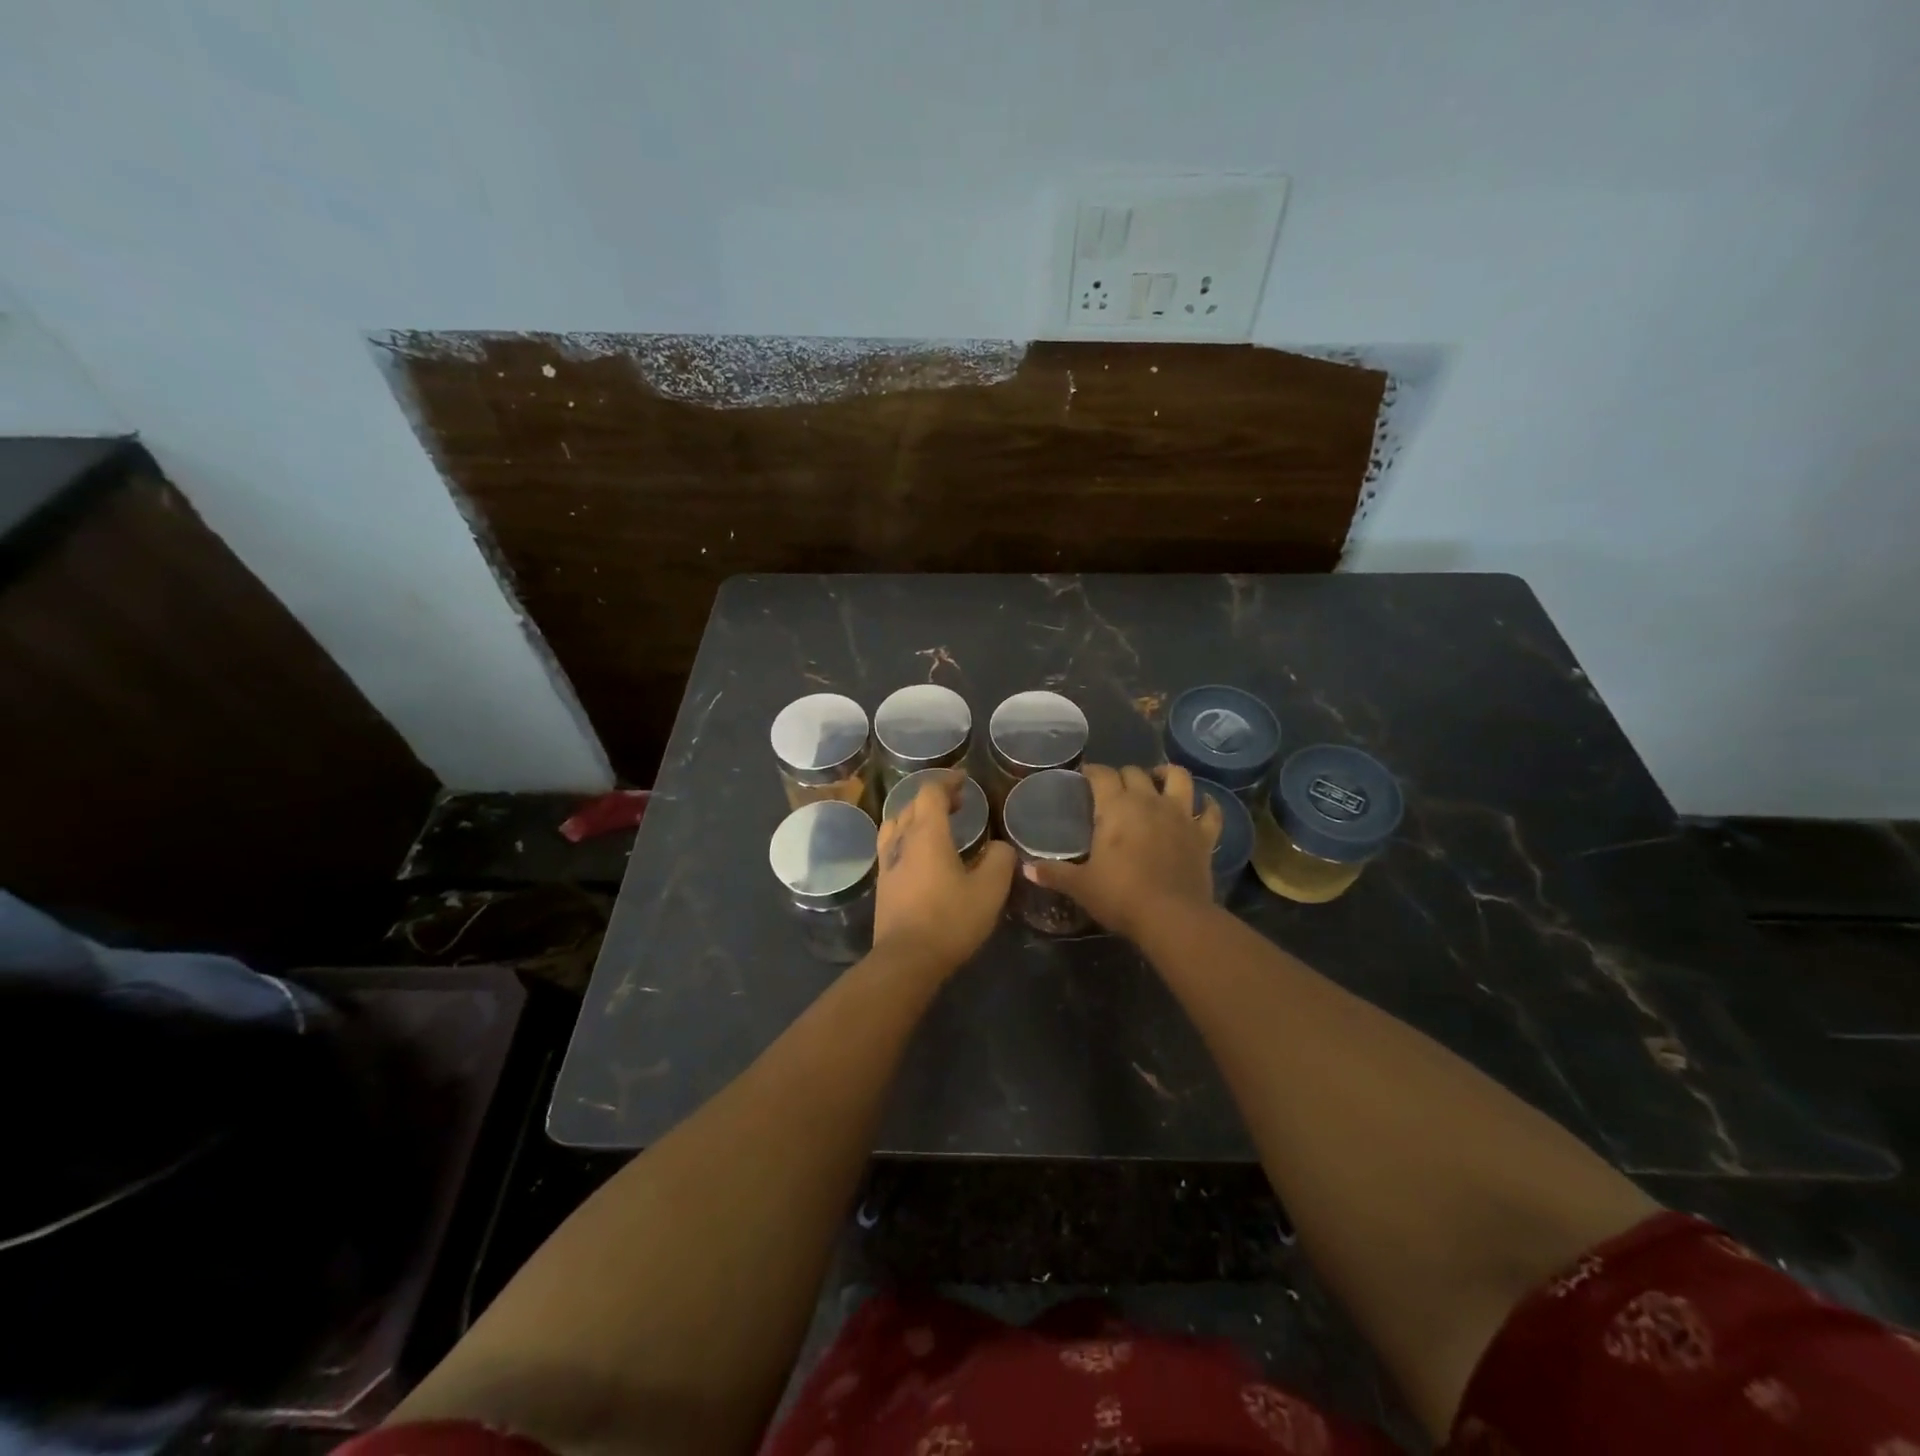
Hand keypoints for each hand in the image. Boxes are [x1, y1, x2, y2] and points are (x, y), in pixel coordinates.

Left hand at [872, 774, 1015, 975]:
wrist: (906, 960)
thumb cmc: (950, 919)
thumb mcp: (990, 889)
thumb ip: (999, 860)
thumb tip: (999, 847)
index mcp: (927, 834)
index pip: (931, 792)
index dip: (947, 782)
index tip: (964, 781)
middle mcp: (902, 841)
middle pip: (912, 805)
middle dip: (934, 798)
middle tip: (958, 804)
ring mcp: (887, 863)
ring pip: (896, 825)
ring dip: (916, 817)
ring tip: (936, 826)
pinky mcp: (883, 885)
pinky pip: (892, 847)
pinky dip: (907, 838)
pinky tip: (921, 856)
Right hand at [1030, 764, 1221, 940]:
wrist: (1172, 917)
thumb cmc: (1120, 896)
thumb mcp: (1081, 886)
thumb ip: (1054, 873)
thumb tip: (1026, 870)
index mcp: (1116, 807)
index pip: (1101, 774)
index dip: (1091, 771)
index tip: (1084, 776)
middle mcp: (1149, 801)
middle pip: (1135, 772)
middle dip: (1123, 775)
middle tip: (1114, 788)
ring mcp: (1180, 815)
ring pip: (1179, 777)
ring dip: (1168, 774)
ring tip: (1159, 780)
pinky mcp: (1203, 835)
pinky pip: (1211, 811)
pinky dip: (1207, 805)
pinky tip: (1202, 805)